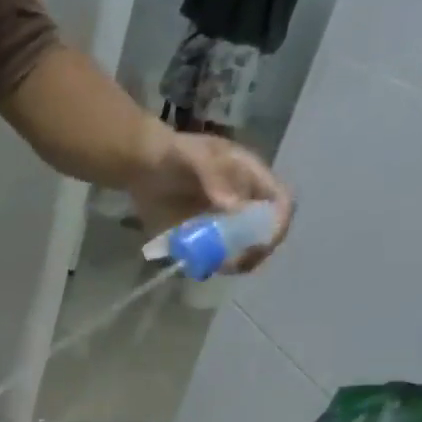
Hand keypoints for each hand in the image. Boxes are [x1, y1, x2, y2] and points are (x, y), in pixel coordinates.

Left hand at [127, 126, 293, 270]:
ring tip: (213, 265)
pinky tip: (196, 266)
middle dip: (255, 251)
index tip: (263, 242)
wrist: (141, 168)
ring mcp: (223, 225)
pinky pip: (212, 259)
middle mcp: (244, 205)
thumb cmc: (173, 155)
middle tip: (233, 261)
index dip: (278, 223)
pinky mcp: (201, 240)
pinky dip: (208, 265)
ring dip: (232, 263)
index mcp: (251, 179)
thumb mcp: (194, 157)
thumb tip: (235, 207)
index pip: (280, 203)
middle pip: (264, 234)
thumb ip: (214, 177)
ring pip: (240, 251)